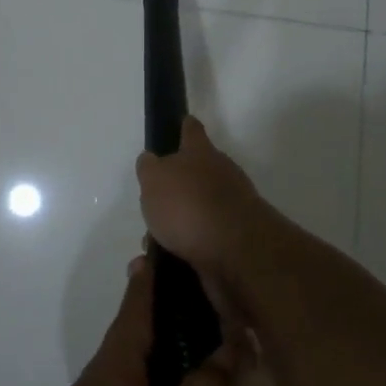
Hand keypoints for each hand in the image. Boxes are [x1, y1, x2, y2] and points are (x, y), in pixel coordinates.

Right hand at [135, 116, 267, 285]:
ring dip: (179, 224)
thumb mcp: (154, 179)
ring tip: (155, 244)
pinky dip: (188, 248)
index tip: (182, 123)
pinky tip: (170, 261)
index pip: (192, 130)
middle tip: (154, 206)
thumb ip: (150, 168)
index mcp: (201, 153)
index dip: (184, 127)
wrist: (235, 251)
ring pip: (199, 210)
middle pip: (197, 173)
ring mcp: (233, 207)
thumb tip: (151, 160)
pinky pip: (204, 240)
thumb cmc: (188, 205)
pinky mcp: (235, 240)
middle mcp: (221, 174)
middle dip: (177, 189)